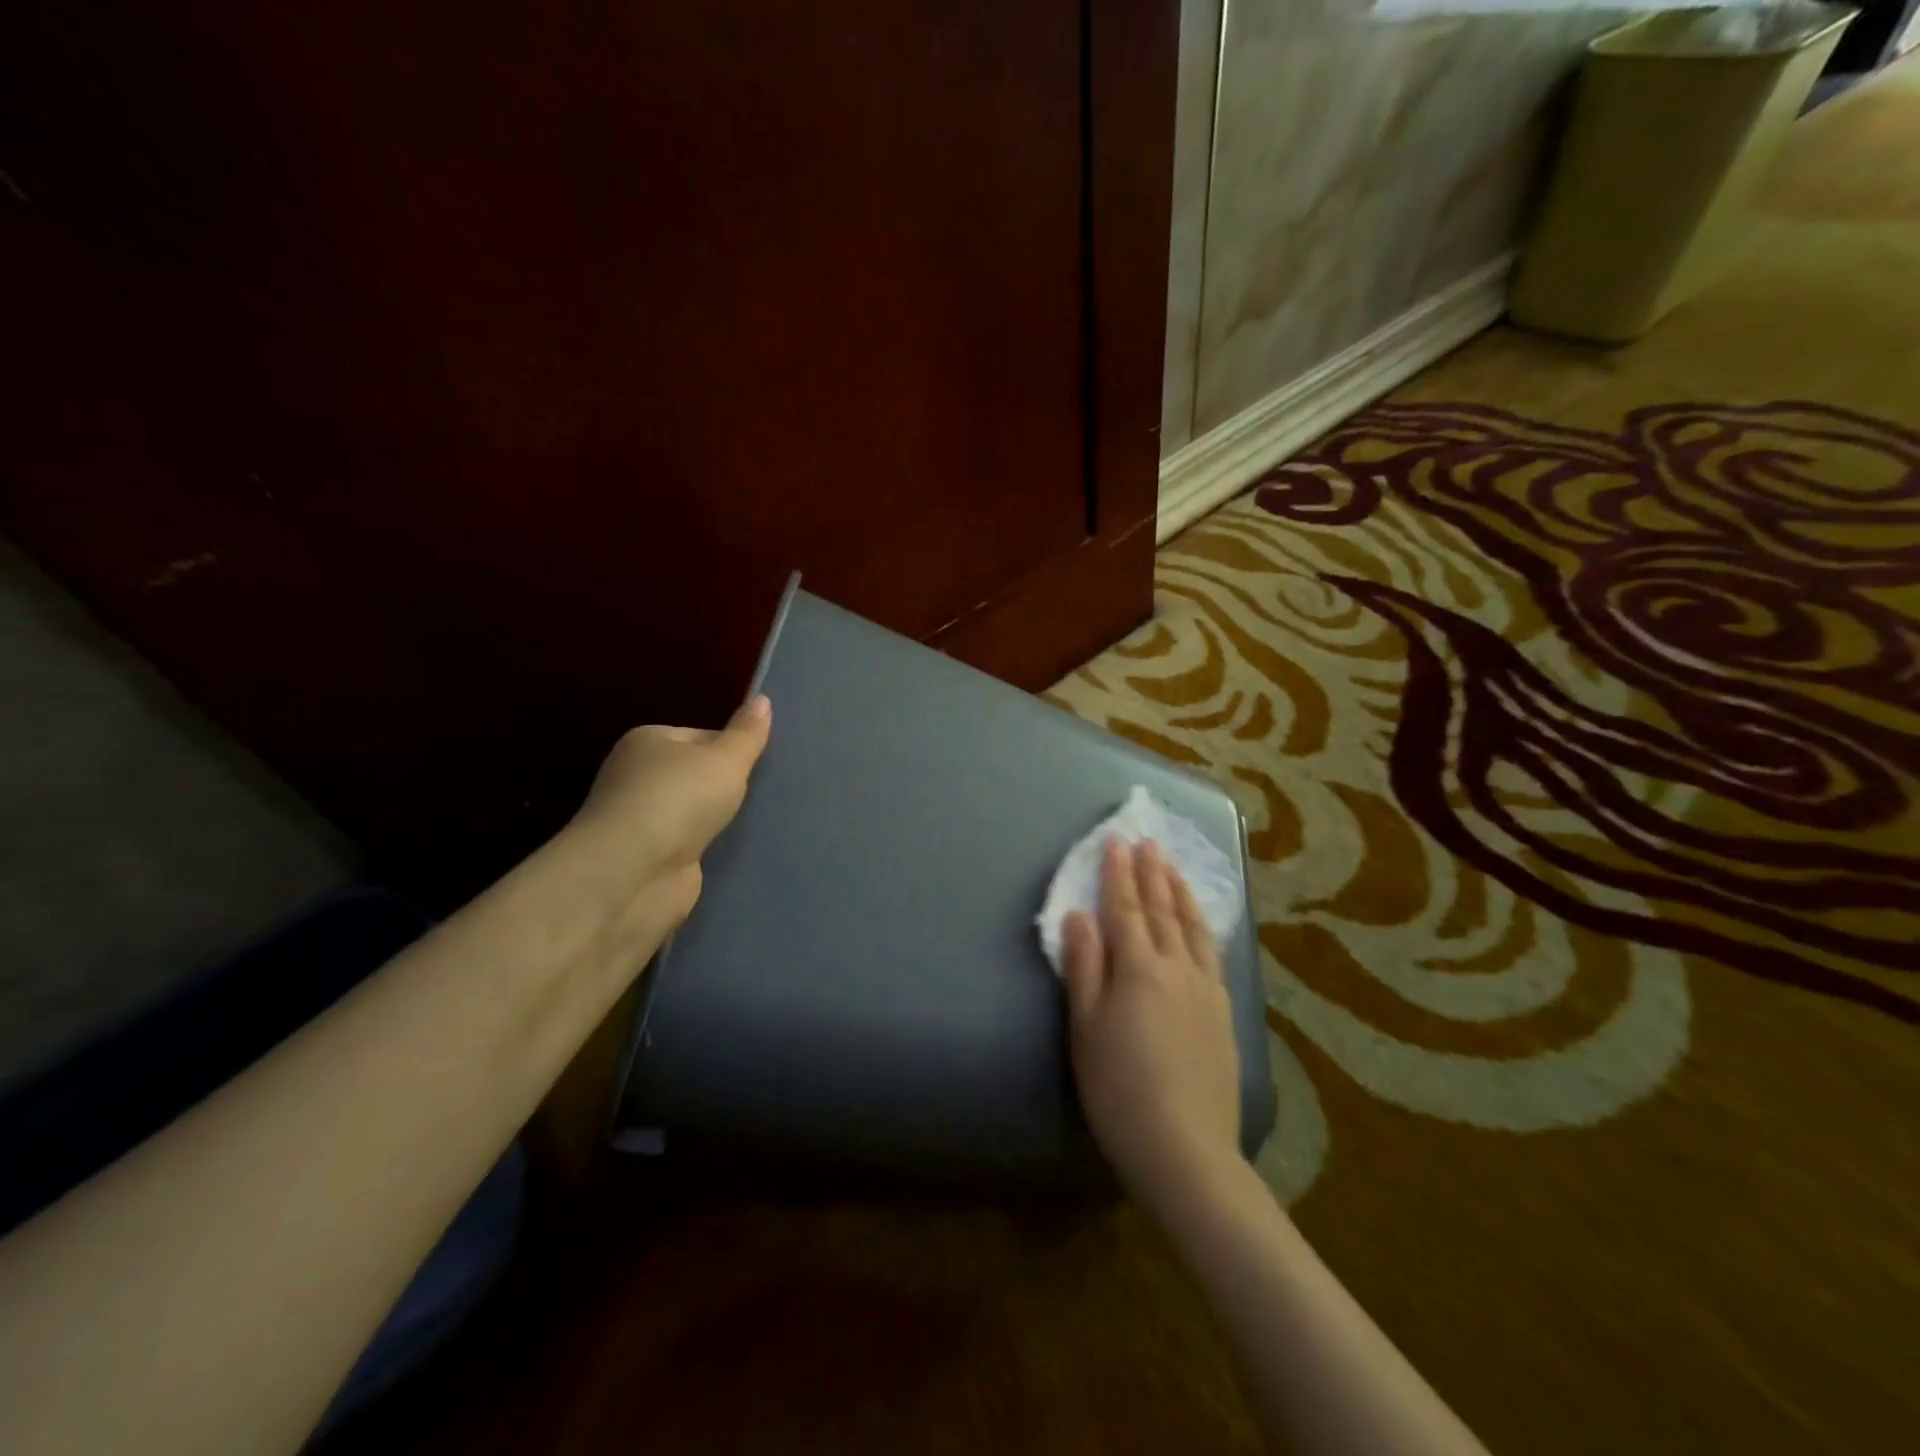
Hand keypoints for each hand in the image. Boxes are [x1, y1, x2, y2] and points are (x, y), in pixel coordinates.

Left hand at [568, 694, 772, 918]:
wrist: (633, 874)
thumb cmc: (678, 800)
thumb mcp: (724, 759)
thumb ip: (747, 734)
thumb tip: (763, 700)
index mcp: (648, 742)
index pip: (702, 736)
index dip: (734, 748)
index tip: (764, 765)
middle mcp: (639, 777)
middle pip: (699, 774)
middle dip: (729, 785)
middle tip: (769, 792)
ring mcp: (644, 820)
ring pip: (697, 812)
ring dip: (721, 819)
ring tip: (764, 821)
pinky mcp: (652, 858)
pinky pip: (693, 844)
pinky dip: (712, 848)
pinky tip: (740, 850)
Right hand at [1063, 839, 1243, 1215]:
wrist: (1186, 1149)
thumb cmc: (1119, 1090)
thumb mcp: (1086, 1029)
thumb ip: (1084, 967)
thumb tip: (1078, 915)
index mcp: (1139, 970)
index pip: (1125, 910)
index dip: (1118, 875)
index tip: (1115, 842)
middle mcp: (1177, 969)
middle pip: (1162, 911)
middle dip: (1152, 873)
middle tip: (1147, 842)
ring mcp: (1206, 990)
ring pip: (1193, 927)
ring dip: (1180, 892)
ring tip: (1174, 868)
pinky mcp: (1224, 1013)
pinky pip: (1212, 953)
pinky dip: (1203, 926)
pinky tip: (1201, 923)